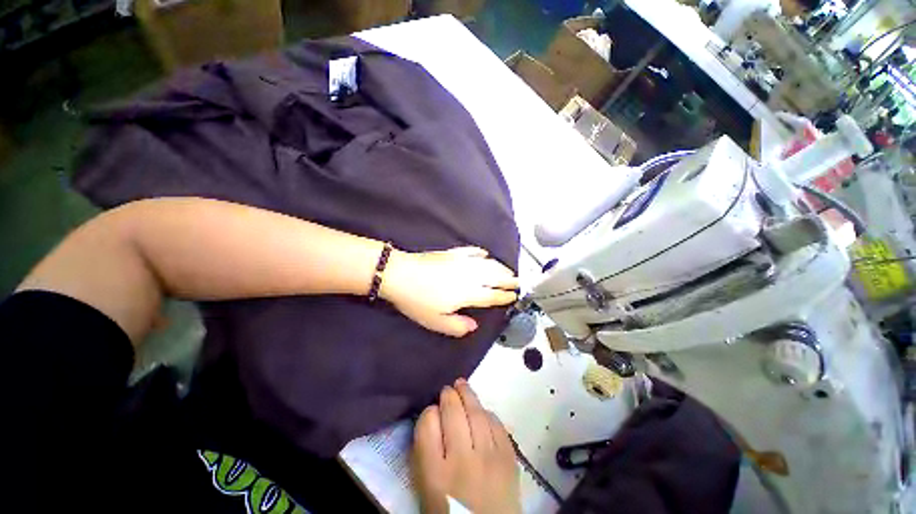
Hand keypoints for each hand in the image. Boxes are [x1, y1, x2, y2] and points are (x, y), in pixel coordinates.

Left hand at [381, 247, 518, 336]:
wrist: (399, 274)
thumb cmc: (417, 300)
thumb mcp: (436, 322)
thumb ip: (458, 326)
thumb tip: (473, 326)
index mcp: (469, 293)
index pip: (493, 295)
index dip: (505, 297)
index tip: (514, 297)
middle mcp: (470, 275)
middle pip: (496, 276)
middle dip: (509, 279)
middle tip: (519, 282)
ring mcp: (461, 261)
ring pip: (488, 263)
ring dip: (500, 267)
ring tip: (508, 271)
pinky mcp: (451, 253)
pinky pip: (472, 251)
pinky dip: (482, 253)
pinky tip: (485, 254)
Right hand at [412, 379, 520, 513]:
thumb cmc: (450, 508)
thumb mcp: (425, 484)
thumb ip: (425, 452)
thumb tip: (432, 421)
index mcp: (434, 469)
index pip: (427, 426)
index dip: (429, 412)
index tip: (431, 407)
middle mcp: (462, 458)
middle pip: (455, 416)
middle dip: (450, 397)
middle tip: (448, 387)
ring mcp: (490, 457)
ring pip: (479, 416)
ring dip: (471, 398)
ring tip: (464, 387)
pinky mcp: (509, 458)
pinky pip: (498, 428)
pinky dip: (489, 415)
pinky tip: (484, 411)